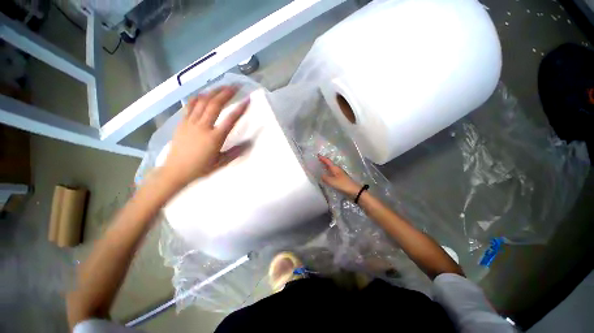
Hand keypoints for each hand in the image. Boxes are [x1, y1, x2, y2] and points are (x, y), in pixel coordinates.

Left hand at [162, 86, 248, 186]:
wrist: (176, 171)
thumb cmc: (201, 168)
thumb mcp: (221, 162)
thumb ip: (235, 152)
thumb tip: (249, 143)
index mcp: (215, 138)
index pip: (230, 120)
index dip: (240, 109)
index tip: (247, 100)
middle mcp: (203, 127)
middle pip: (215, 105)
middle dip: (226, 93)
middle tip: (235, 86)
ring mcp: (191, 123)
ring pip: (202, 102)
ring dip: (213, 92)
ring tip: (222, 86)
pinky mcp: (182, 123)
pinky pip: (190, 106)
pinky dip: (198, 98)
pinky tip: (204, 93)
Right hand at [318, 155, 361, 196]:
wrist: (354, 191)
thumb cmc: (343, 184)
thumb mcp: (332, 181)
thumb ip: (325, 178)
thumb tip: (321, 175)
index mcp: (335, 168)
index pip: (328, 161)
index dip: (323, 158)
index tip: (317, 155)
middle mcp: (337, 170)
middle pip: (329, 164)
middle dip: (324, 162)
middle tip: (317, 160)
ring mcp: (339, 174)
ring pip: (331, 169)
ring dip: (326, 167)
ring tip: (320, 167)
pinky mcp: (340, 179)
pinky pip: (332, 174)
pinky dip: (328, 173)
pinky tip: (326, 175)